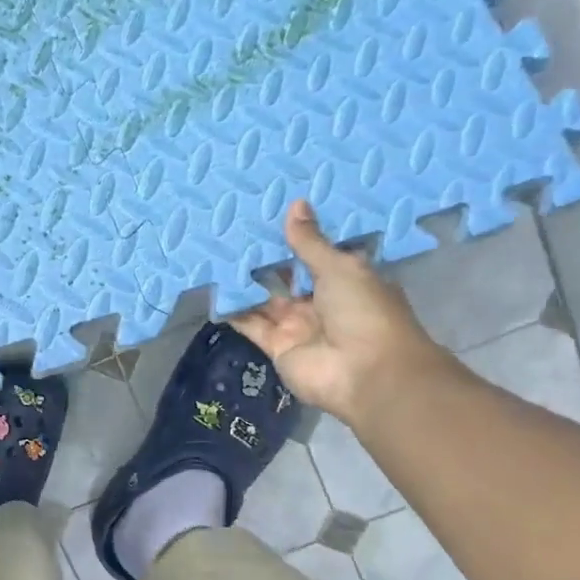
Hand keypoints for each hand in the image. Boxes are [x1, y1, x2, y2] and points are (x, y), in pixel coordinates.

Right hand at [229, 200, 450, 426]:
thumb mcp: (340, 268)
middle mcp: (322, 303)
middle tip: (233, 230)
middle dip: (265, 259)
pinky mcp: (277, 347)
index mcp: (347, 281)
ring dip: (245, 282)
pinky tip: (213, 290)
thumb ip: (310, 242)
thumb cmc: (364, 312)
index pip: (318, 256)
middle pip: (288, 278)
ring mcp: (299, 326)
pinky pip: (251, 324)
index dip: (297, 238)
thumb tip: (296, 205)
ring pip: (266, 300)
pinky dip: (234, 311)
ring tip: (217, 255)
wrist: (366, 374)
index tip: (271, 214)